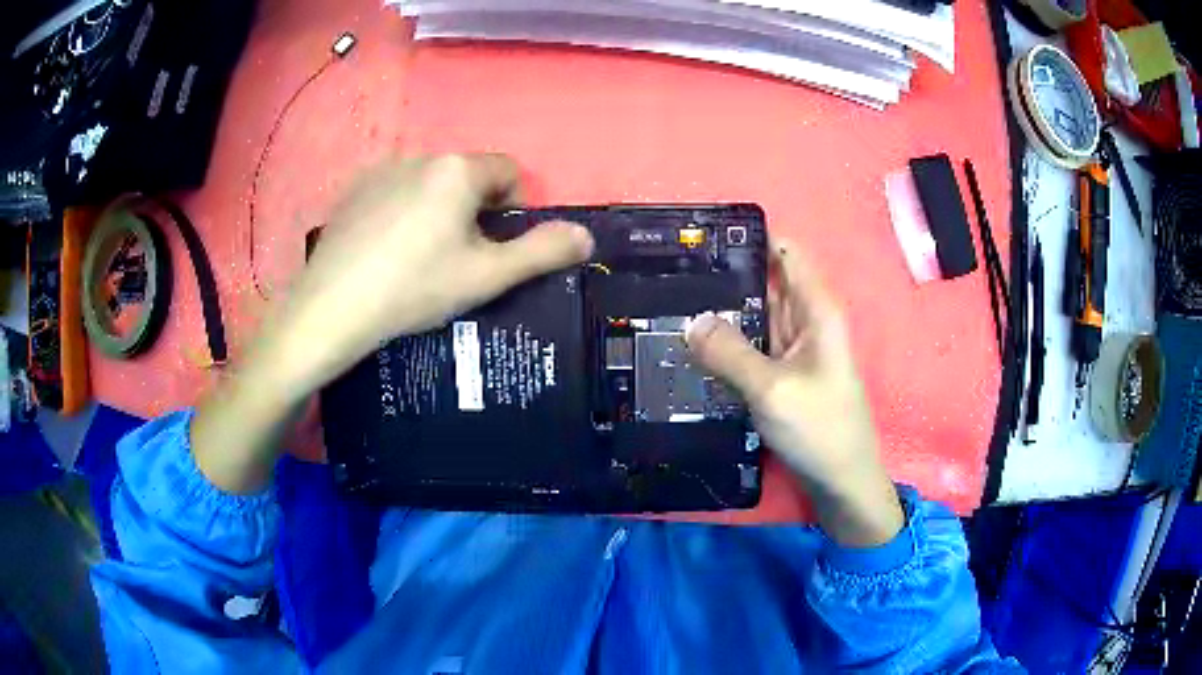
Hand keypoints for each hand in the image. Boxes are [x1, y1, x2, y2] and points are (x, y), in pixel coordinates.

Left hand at [270, 154, 594, 395]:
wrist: (332, 309)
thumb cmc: (416, 289)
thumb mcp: (488, 277)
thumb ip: (543, 252)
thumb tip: (587, 236)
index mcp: (458, 170)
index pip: (508, 171)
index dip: (513, 209)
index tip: (494, 249)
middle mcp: (420, 156)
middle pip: (467, 176)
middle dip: (474, 211)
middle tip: (457, 261)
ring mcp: (381, 171)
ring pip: (430, 185)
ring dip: (438, 211)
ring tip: (418, 260)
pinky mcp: (353, 191)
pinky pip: (395, 193)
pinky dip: (402, 213)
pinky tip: (385, 253)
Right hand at [687, 239, 902, 545]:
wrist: (841, 482)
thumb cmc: (819, 428)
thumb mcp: (771, 388)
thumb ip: (729, 352)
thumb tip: (689, 321)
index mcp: (816, 308)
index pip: (783, 252)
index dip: (748, 238)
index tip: (702, 237)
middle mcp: (806, 320)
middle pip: (765, 280)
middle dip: (724, 274)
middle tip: (669, 271)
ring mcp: (793, 349)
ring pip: (755, 314)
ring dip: (721, 309)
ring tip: (669, 300)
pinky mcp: (782, 374)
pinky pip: (751, 345)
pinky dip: (727, 341)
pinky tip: (692, 342)